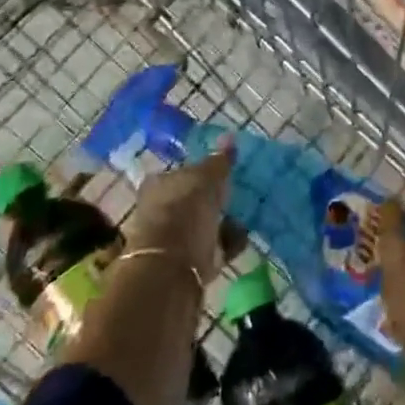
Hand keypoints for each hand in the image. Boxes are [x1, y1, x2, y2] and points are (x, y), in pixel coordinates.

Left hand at [124, 140, 233, 283]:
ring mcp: (173, 238)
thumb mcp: (207, 178)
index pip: (180, 172)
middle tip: (237, 193)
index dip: (201, 171)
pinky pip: (213, 246)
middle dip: (213, 199)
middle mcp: (161, 210)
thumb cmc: (186, 210)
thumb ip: (219, 160)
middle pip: (191, 199)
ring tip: (246, 214)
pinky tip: (244, 236)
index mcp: (158, 184)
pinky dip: (228, 241)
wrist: (173, 267)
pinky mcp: (188, 262)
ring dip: (223, 221)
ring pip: (203, 224)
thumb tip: (228, 137)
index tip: (224, 172)